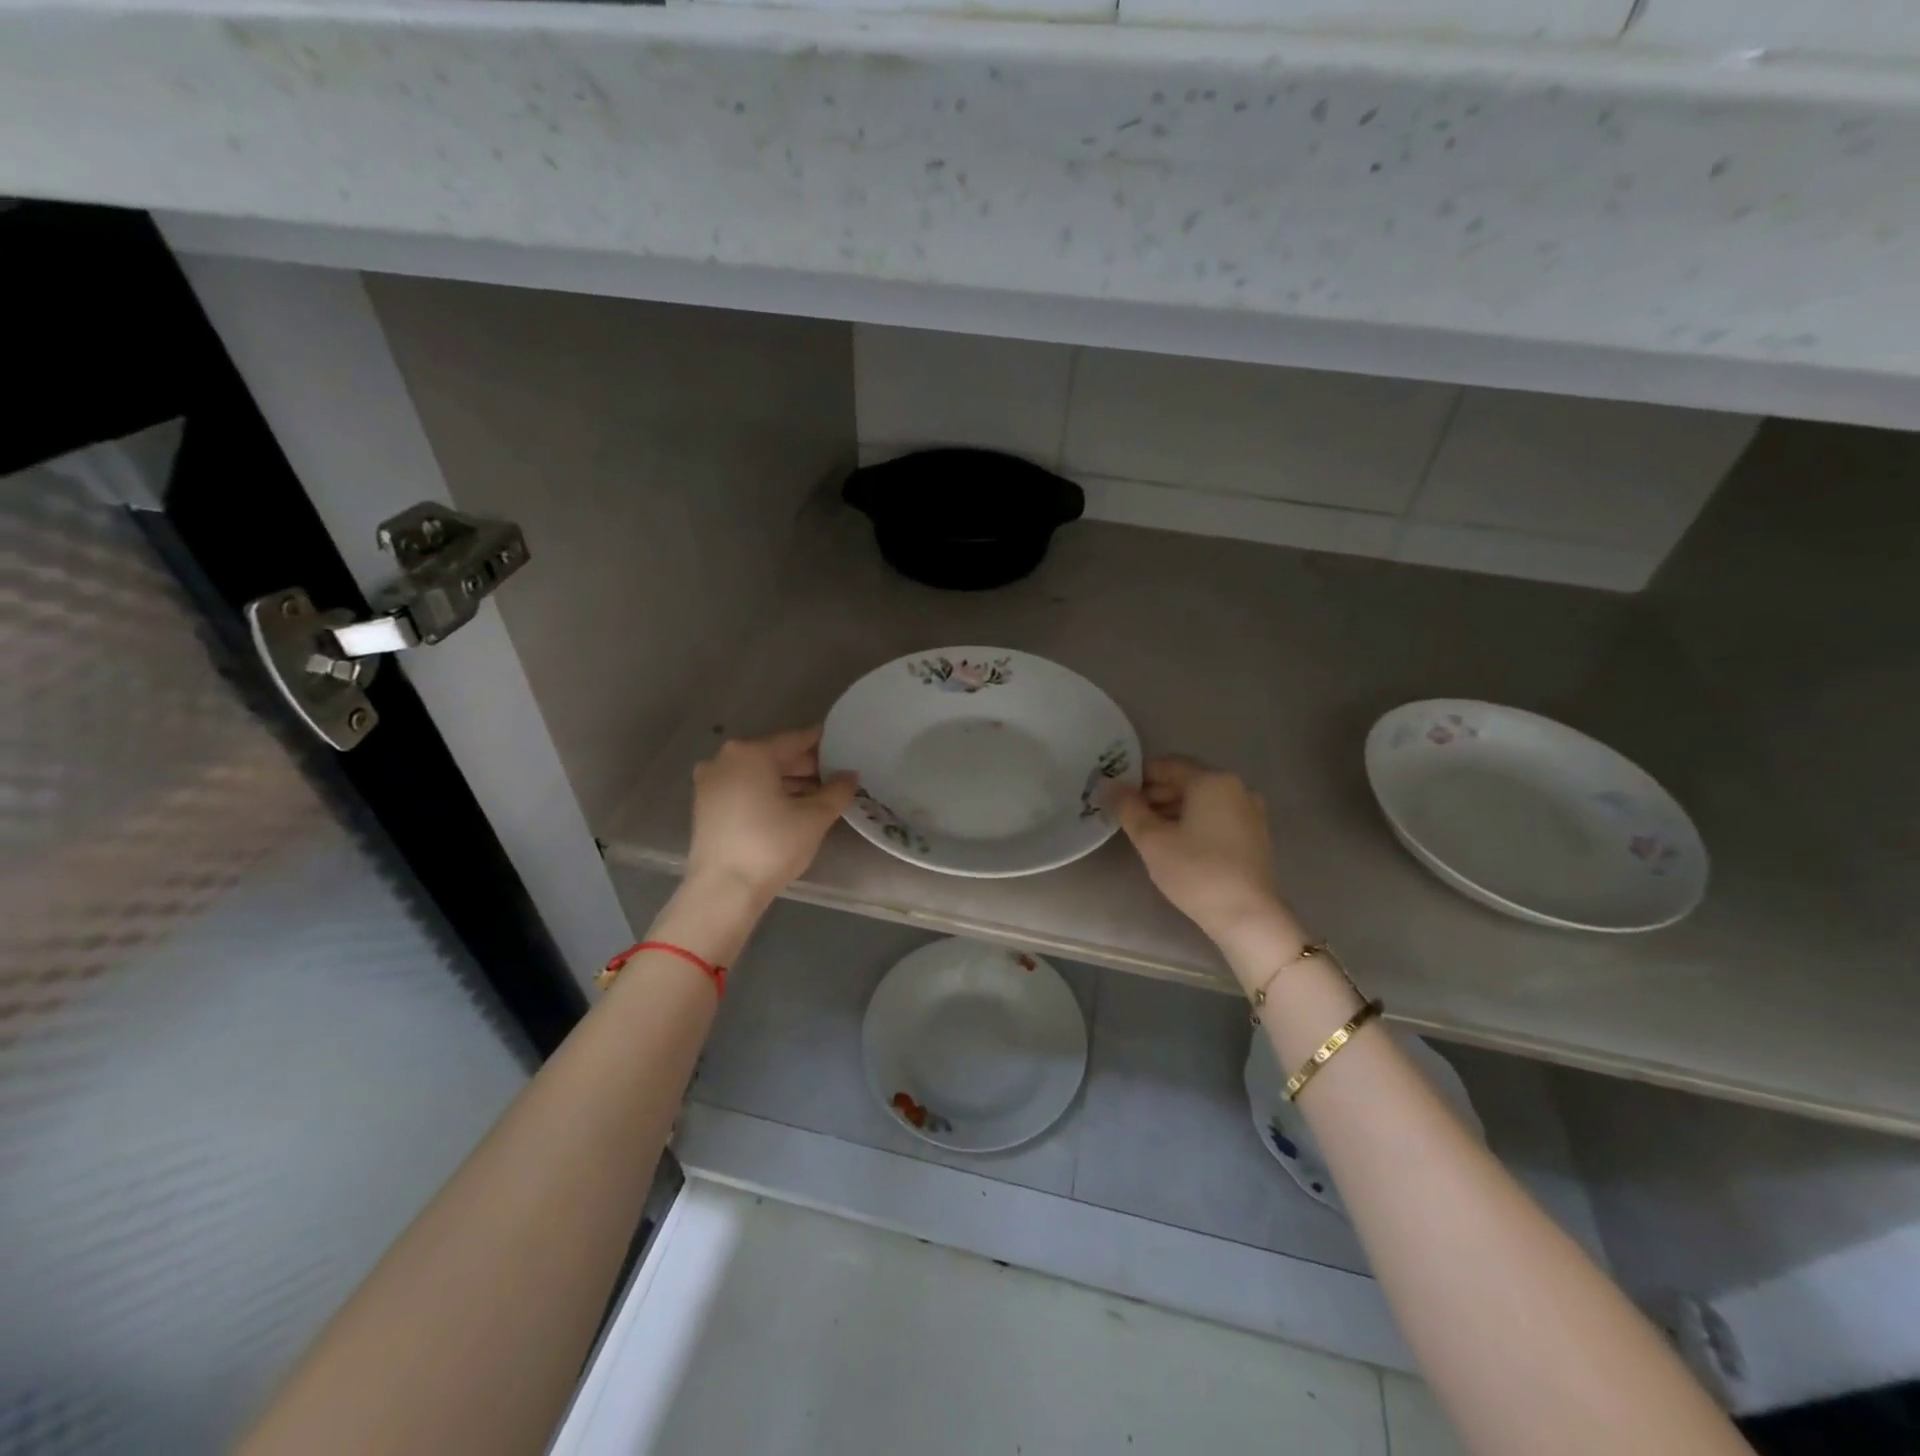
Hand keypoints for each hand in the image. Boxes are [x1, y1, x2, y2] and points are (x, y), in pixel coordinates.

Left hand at [685, 727, 857, 902]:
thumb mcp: (814, 817)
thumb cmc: (771, 845)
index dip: (823, 744)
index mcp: (751, 753)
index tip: (844, 748)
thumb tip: (850, 775)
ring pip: (757, 774)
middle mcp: (725, 759)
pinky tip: (788, 809)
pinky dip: (765, 794)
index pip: (795, 740)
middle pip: (774, 756)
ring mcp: (710, 783)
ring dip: (786, 782)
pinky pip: (743, 789)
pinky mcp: (704, 806)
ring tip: (817, 797)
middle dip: (805, 767)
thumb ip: (837, 791)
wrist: (723, 890)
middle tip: (835, 778)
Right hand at [1105, 756, 1284, 946]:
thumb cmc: (1196, 872)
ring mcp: (1250, 811)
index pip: (1166, 765)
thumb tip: (1109, 785)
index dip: (1137, 777)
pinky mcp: (1255, 834)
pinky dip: (1194, 820)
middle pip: (1186, 780)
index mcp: (1212, 781)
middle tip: (1128, 815)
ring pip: (1202, 799)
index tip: (1116, 795)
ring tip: (1148, 831)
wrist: (1248, 916)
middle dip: (1155, 794)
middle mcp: (1236, 787)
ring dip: (1173, 808)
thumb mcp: (1152, 840)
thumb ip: (1128, 808)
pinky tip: (1176, 842)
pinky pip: (1217, 815)